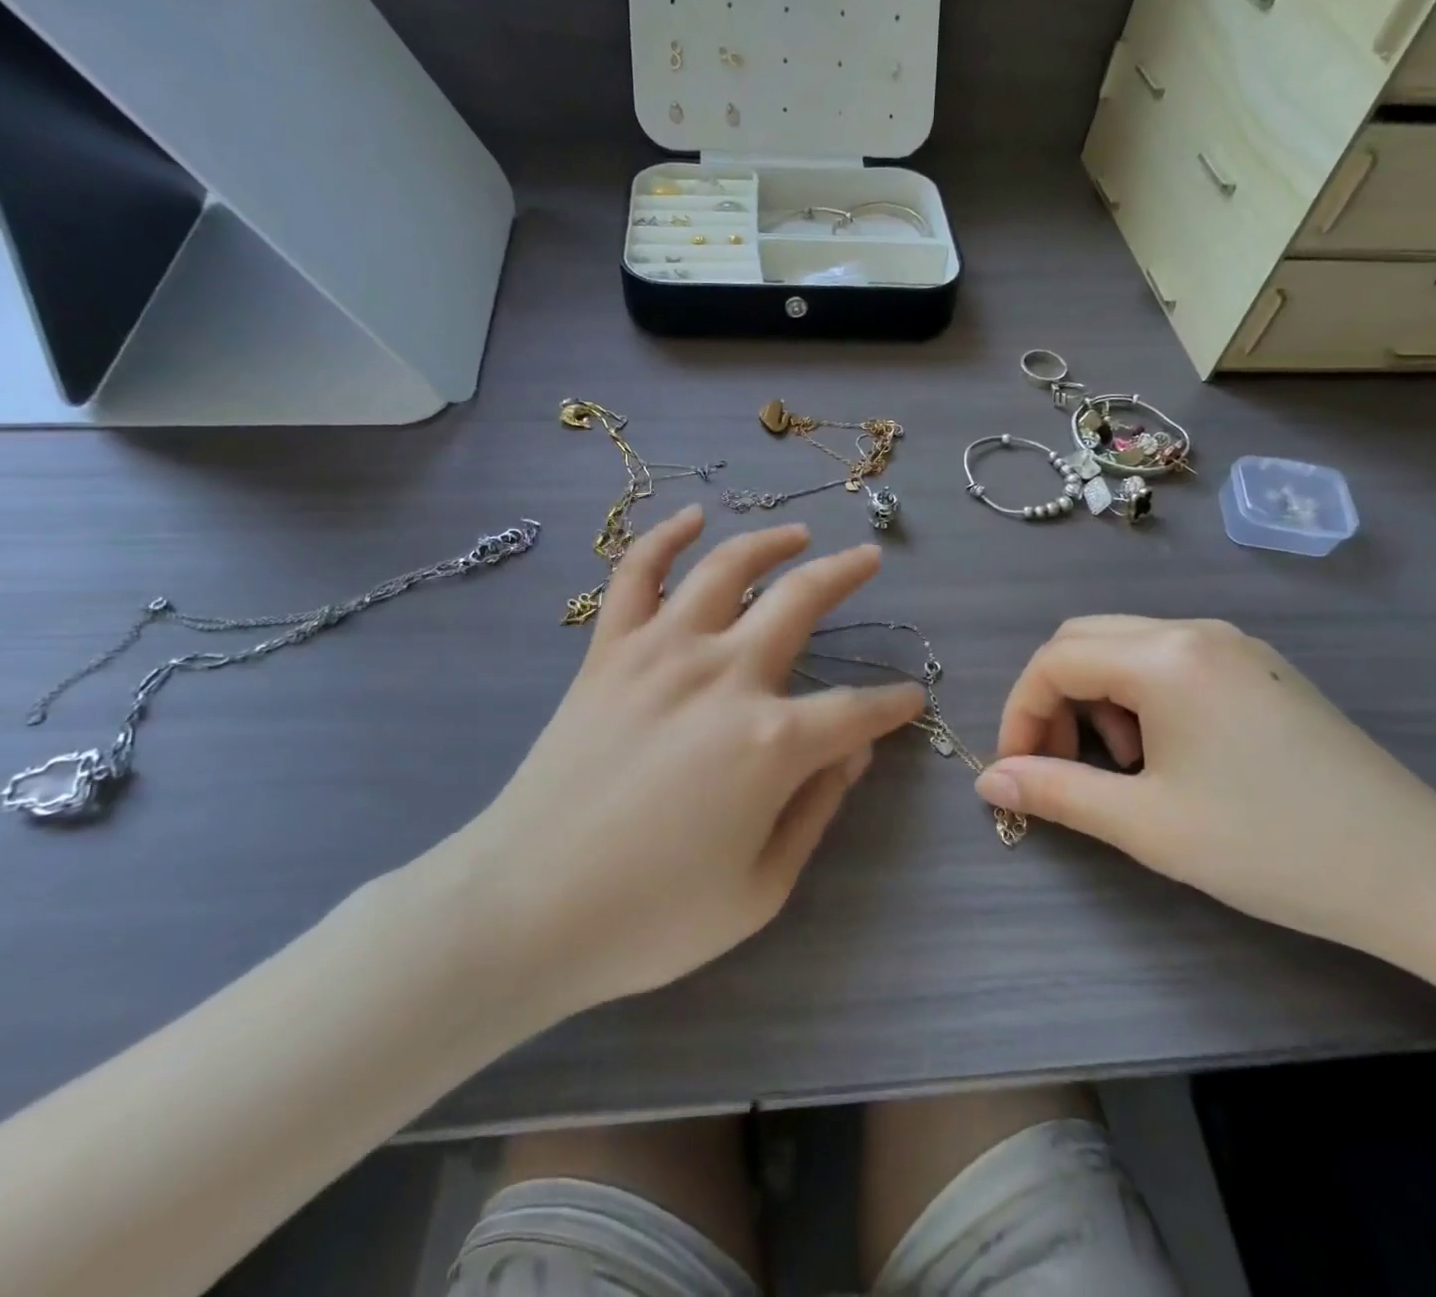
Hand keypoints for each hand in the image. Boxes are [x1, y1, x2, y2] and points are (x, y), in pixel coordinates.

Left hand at [448, 505, 923, 1022]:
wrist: (524, 909)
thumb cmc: (650, 918)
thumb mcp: (761, 889)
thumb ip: (817, 810)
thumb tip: (854, 753)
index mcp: (771, 742)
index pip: (856, 709)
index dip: (893, 704)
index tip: (911, 698)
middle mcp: (723, 677)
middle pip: (800, 602)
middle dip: (846, 574)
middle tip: (869, 559)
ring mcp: (660, 653)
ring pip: (726, 569)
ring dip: (770, 543)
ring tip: (799, 534)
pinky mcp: (608, 652)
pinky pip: (635, 575)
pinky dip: (664, 538)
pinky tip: (691, 518)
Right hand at [975, 617, 1435, 983]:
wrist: (1428, 877)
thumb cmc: (1274, 848)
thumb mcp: (1148, 824)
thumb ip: (1055, 792)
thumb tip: (989, 782)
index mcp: (1166, 657)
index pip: (1053, 662)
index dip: (1020, 714)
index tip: (1017, 772)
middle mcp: (1195, 631)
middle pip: (1083, 641)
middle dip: (1052, 700)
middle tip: (1060, 766)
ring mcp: (1233, 645)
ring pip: (1124, 648)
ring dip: (1095, 698)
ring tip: (1121, 766)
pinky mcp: (1258, 669)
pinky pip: (1168, 661)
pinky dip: (1138, 697)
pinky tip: (1166, 753)